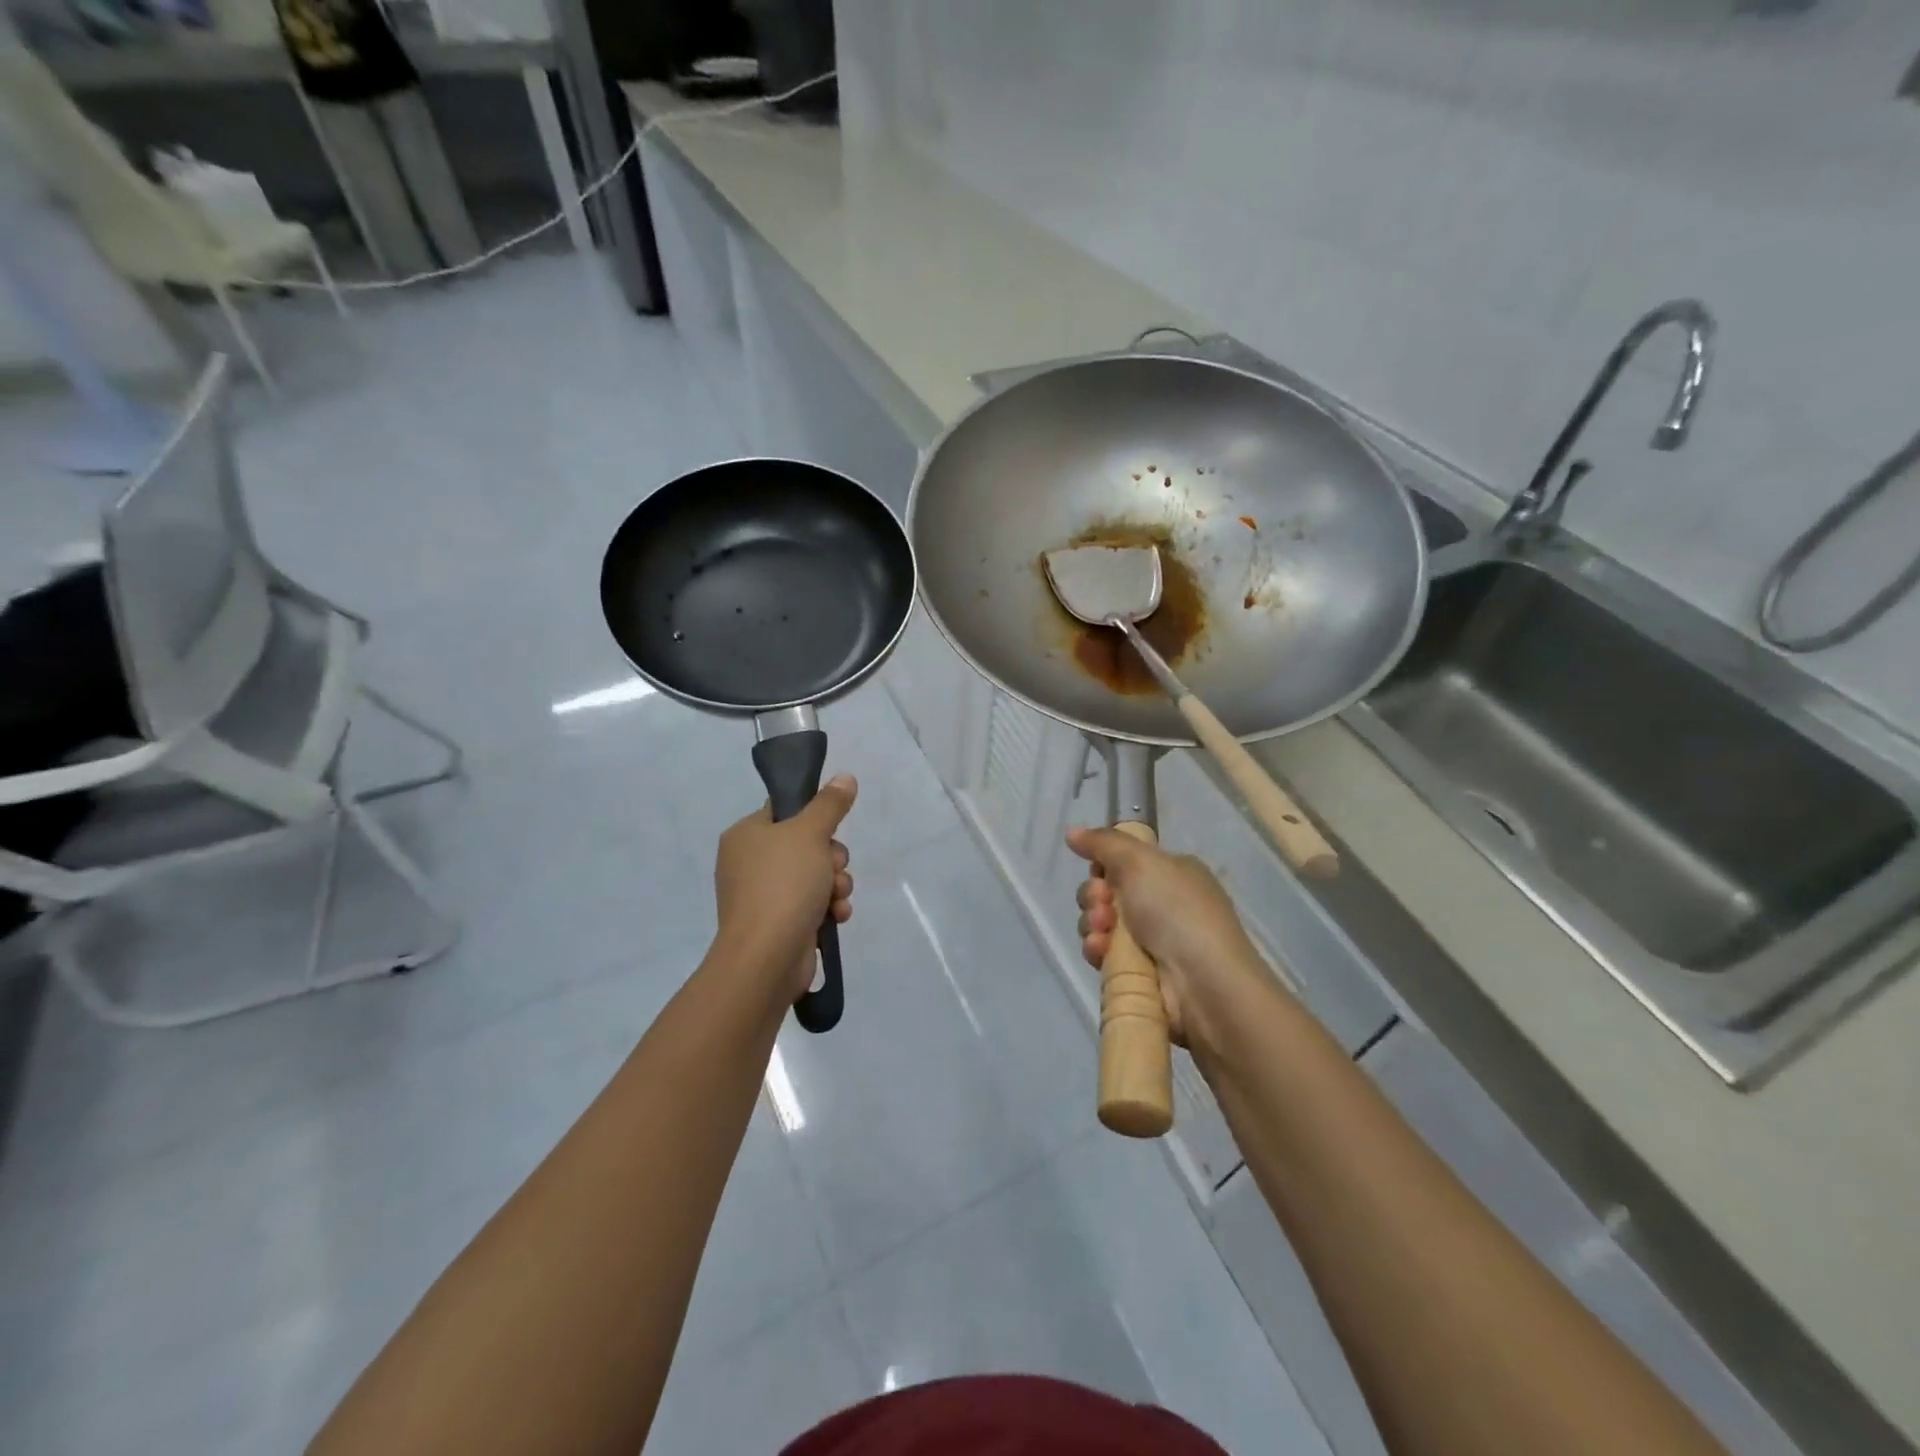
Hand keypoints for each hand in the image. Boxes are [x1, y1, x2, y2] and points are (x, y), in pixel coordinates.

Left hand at [713, 775, 856, 1001]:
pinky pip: (811, 904)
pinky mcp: (778, 924)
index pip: (784, 810)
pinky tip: (837, 916)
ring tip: (836, 896)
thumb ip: (829, 804)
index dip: (815, 817)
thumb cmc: (783, 885)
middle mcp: (749, 863)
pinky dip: (828, 908)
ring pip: (814, 875)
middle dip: (832, 858)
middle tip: (835, 866)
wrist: (767, 957)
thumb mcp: (810, 833)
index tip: (831, 829)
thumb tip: (845, 776)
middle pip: (806, 844)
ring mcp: (762, 896)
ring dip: (835, 884)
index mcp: (746, 835)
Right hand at [1067, 827, 1273, 1053]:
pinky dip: (1097, 950)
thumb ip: (1104, 842)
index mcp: (1173, 873)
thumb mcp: (1141, 861)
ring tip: (1102, 933)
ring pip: (1102, 924)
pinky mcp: (1140, 974)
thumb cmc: (1176, 911)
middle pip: (1108, 892)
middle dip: (1094, 896)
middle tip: (1102, 904)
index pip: (1125, 862)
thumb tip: (1072, 832)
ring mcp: (1153, 941)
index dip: (1104, 866)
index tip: (1099, 872)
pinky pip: (1105, 954)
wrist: (1204, 983)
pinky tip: (1100, 952)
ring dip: (1092, 924)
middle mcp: (1164, 904)